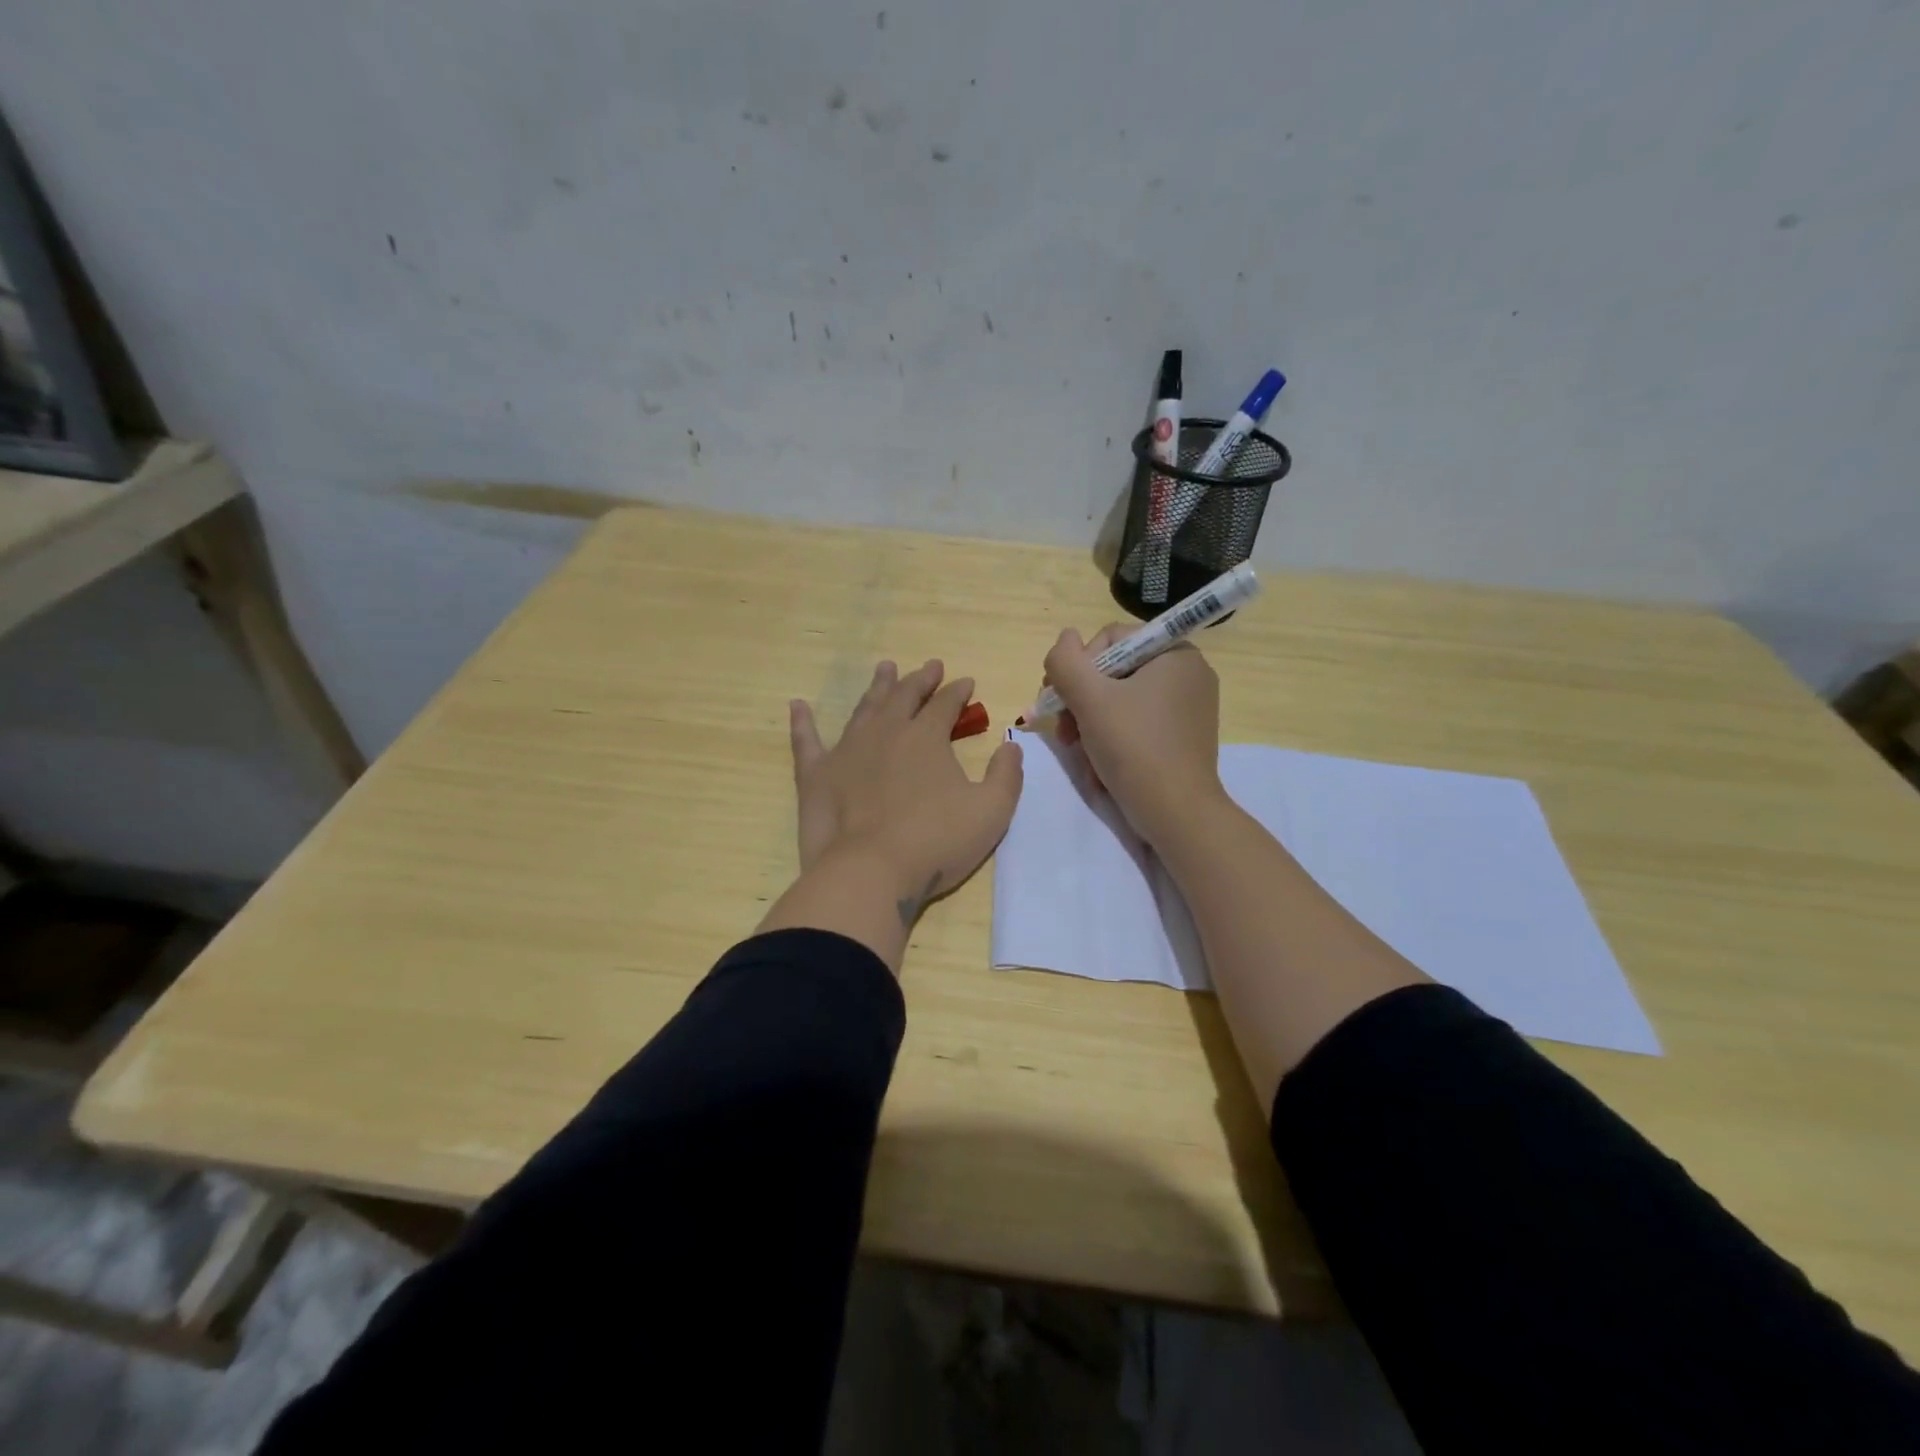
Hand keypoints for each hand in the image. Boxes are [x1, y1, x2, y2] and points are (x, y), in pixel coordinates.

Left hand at [788, 658, 1023, 917]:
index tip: (966, 682)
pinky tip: (797, 706)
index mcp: (926, 738)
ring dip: (877, 687)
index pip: (945, 704)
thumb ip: (1006, 776)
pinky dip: (802, 722)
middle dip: (920, 679)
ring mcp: (846, 751)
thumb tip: (1011, 747)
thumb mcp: (992, 812)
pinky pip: (806, 741)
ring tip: (884, 668)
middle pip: (904, 696)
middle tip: (929, 667)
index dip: (958, 691)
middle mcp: (886, 733)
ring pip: (864, 708)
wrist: (870, 872)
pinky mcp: (816, 775)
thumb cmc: (935, 842)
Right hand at [1042, 626, 1224, 846]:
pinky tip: (1099, 764)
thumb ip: (1067, 661)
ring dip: (1090, 723)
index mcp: (1174, 653)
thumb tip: (1065, 637)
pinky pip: (1136, 723)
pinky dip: (1112, 739)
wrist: (1176, 814)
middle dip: (1081, 701)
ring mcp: (1187, 707)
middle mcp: (1187, 673)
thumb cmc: (1134, 748)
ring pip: (1120, 700)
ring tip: (1077, 752)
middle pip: (1114, 671)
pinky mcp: (1182, 736)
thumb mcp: (1090, 699)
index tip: (1062, 701)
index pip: (1111, 639)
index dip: (1079, 667)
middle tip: (1064, 733)